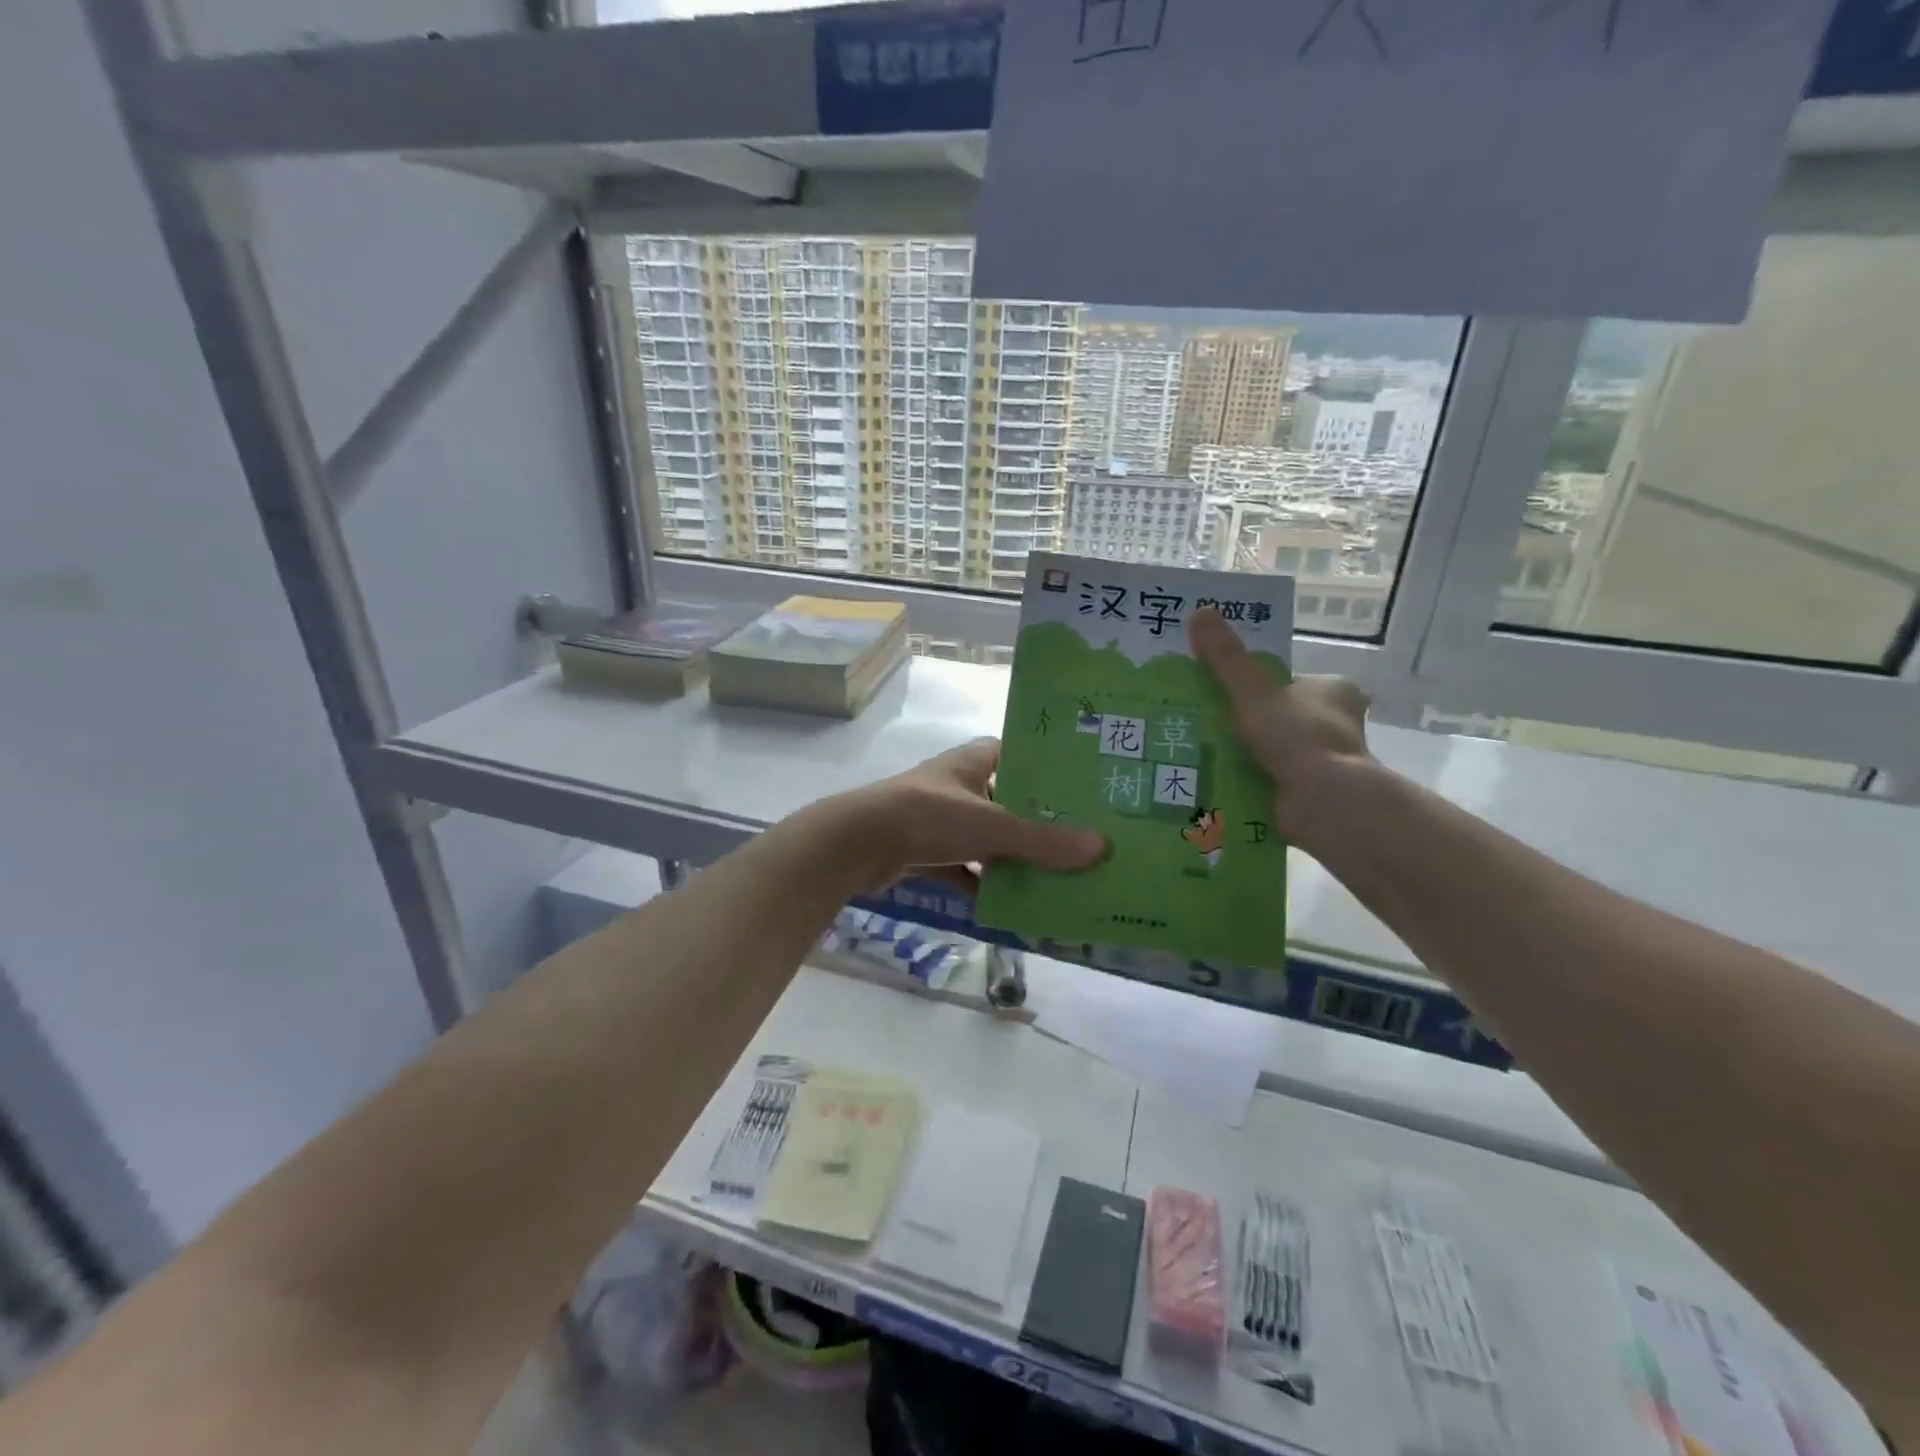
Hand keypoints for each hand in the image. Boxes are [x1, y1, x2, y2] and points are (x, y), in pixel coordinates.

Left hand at [832, 739, 1105, 894]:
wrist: (857, 844)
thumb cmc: (929, 816)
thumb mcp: (993, 826)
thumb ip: (1043, 841)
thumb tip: (1101, 847)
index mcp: (974, 761)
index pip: (1019, 754)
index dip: (1048, 769)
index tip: (1084, 789)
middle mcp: (958, 784)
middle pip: (1008, 801)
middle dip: (1037, 823)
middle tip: (1080, 841)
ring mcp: (939, 819)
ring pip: (986, 838)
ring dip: (1011, 858)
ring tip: (1055, 877)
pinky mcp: (923, 851)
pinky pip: (963, 868)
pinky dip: (982, 884)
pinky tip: (1010, 905)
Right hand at [1189, 606, 1372, 842]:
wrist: (1324, 803)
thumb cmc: (1297, 737)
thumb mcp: (1254, 691)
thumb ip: (1226, 658)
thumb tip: (1199, 612)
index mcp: (1332, 692)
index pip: (1287, 681)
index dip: (1255, 685)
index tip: (1220, 692)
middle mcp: (1333, 724)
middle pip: (1277, 716)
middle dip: (1244, 722)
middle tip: (1198, 721)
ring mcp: (1322, 762)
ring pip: (1271, 750)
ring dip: (1240, 753)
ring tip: (1194, 750)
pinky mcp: (1308, 793)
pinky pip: (1268, 779)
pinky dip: (1243, 780)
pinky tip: (1212, 780)